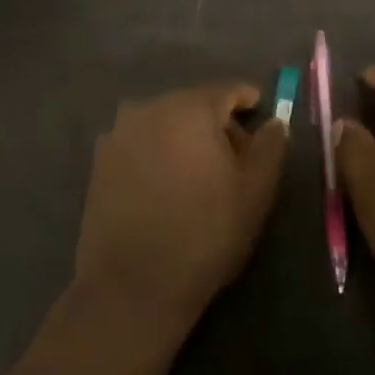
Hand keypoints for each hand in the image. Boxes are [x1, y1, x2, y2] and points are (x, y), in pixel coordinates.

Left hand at [75, 82, 288, 327]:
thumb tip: (274, 121)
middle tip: (234, 161)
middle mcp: (150, 107)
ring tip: (197, 178)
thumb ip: (270, 146)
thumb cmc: (205, 233)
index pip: (228, 90)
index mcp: (190, 107)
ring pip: (164, 122)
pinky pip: (140, 143)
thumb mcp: (255, 191)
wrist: (133, 284)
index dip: (249, 103)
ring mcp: (119, 131)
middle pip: (194, 104)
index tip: (261, 122)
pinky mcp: (100, 159)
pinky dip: (157, 153)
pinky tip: (164, 188)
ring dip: (184, 139)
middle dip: (216, 125)